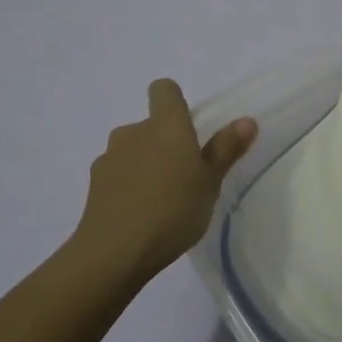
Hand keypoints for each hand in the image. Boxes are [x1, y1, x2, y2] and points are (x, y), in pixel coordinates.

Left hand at [68, 79, 256, 283]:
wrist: (114, 252)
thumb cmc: (173, 210)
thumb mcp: (210, 182)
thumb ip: (226, 149)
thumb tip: (246, 121)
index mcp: (165, 126)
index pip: (164, 90)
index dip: (175, 101)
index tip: (189, 128)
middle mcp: (134, 132)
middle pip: (151, 125)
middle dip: (165, 143)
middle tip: (185, 176)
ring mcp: (110, 158)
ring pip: (133, 150)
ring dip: (146, 164)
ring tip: (162, 199)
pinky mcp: (94, 184)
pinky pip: (118, 174)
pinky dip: (129, 186)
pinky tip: (140, 215)